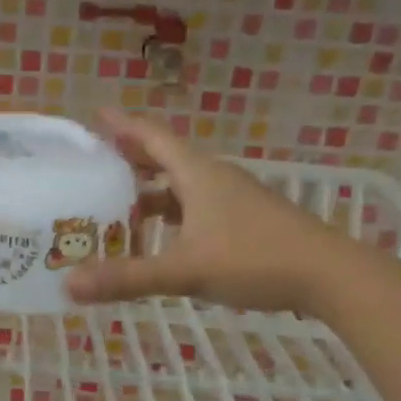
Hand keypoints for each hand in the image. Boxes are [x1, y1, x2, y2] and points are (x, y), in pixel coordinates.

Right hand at [64, 110, 366, 315]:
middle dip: (130, 159)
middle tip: (95, 165)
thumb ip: (128, 278)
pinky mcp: (245, 220)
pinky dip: (172, 214)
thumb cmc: (255, 259)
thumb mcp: (185, 270)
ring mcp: (233, 199)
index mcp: (197, 174)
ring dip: (150, 192)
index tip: (95, 114)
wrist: (332, 275)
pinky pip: (196, 207)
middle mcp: (213, 178)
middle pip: (164, 158)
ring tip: (118, 206)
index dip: (122, 125)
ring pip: (181, 186)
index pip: (152, 136)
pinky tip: (162, 238)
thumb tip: (68, 286)